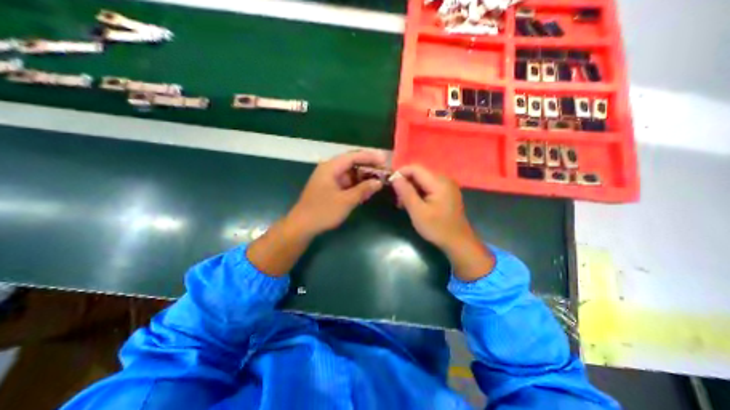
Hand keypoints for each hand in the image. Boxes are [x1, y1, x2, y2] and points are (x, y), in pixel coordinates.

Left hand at [286, 149, 386, 237]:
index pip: (353, 156)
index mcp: (331, 167)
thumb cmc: (323, 211)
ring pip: (350, 174)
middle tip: (384, 172)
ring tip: (378, 181)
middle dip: (368, 167)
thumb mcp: (346, 201)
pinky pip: (347, 182)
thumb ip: (363, 190)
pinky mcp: (330, 188)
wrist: (302, 226)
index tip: (384, 160)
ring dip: (364, 177)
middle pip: (352, 163)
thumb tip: (379, 182)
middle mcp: (330, 169)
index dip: (369, 157)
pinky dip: (357, 185)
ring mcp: (329, 179)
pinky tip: (367, 190)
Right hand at [390, 166, 470, 247]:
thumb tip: (395, 178)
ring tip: (402, 203)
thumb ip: (406, 192)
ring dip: (410, 189)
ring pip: (422, 180)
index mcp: (438, 182)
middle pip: (419, 173)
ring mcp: (446, 186)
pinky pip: (428, 187)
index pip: (415, 168)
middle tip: (397, 198)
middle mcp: (444, 179)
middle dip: (405, 183)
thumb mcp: (418, 211)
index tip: (390, 185)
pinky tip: (413, 203)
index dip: (400, 173)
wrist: (458, 242)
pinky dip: (418, 192)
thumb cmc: (437, 228)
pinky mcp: (446, 192)